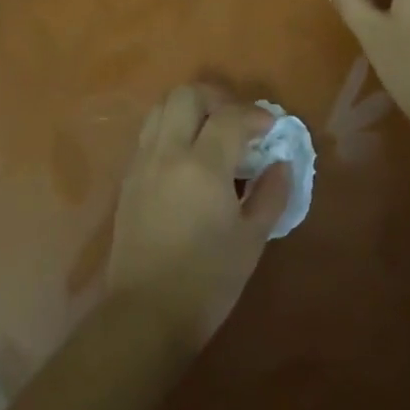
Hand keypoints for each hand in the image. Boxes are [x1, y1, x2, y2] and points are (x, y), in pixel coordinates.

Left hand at [107, 84, 290, 350]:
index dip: (255, 115)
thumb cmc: (208, 281)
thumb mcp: (251, 240)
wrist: (146, 313)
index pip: (230, 117)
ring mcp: (142, 164)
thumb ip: (271, 195)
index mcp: (202, 167)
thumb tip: (281, 165)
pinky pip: (148, 134)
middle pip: (186, 95)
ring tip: (210, 133)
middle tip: (237, 121)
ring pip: (160, 109)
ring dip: (188, 110)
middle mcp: (167, 153)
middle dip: (216, 98)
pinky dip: (170, 130)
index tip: (271, 128)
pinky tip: (187, 158)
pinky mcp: (128, 179)